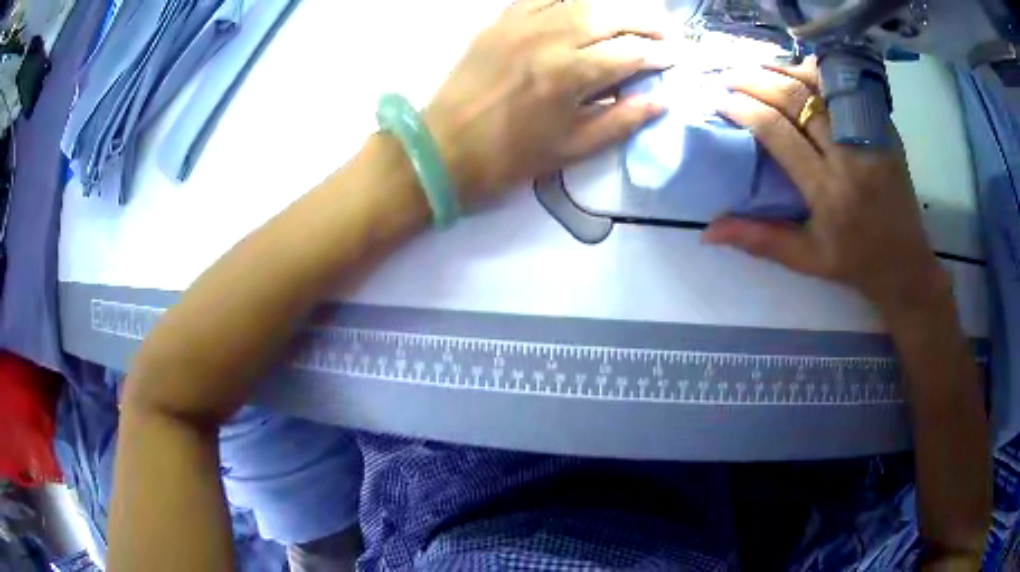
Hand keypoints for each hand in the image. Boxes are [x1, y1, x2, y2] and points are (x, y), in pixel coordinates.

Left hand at [425, 0, 670, 206]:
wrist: (444, 148)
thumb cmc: (509, 157)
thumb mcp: (571, 149)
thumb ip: (620, 122)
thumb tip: (660, 101)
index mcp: (569, 76)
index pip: (629, 55)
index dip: (658, 55)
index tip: (676, 58)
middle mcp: (549, 39)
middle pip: (610, 17)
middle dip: (646, 21)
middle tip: (667, 31)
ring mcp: (521, 25)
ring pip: (580, 0)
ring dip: (615, 5)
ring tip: (636, 15)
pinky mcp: (500, 21)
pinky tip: (587, 4)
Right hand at [703, 59, 947, 318]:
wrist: (905, 264)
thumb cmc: (854, 264)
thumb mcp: (806, 261)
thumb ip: (759, 240)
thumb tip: (707, 231)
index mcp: (827, 192)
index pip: (777, 133)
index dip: (743, 109)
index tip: (720, 100)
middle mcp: (848, 158)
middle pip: (796, 100)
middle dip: (756, 81)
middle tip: (730, 75)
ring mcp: (870, 139)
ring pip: (821, 87)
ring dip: (785, 71)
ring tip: (758, 67)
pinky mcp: (884, 131)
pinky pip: (846, 91)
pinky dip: (820, 76)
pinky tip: (799, 72)